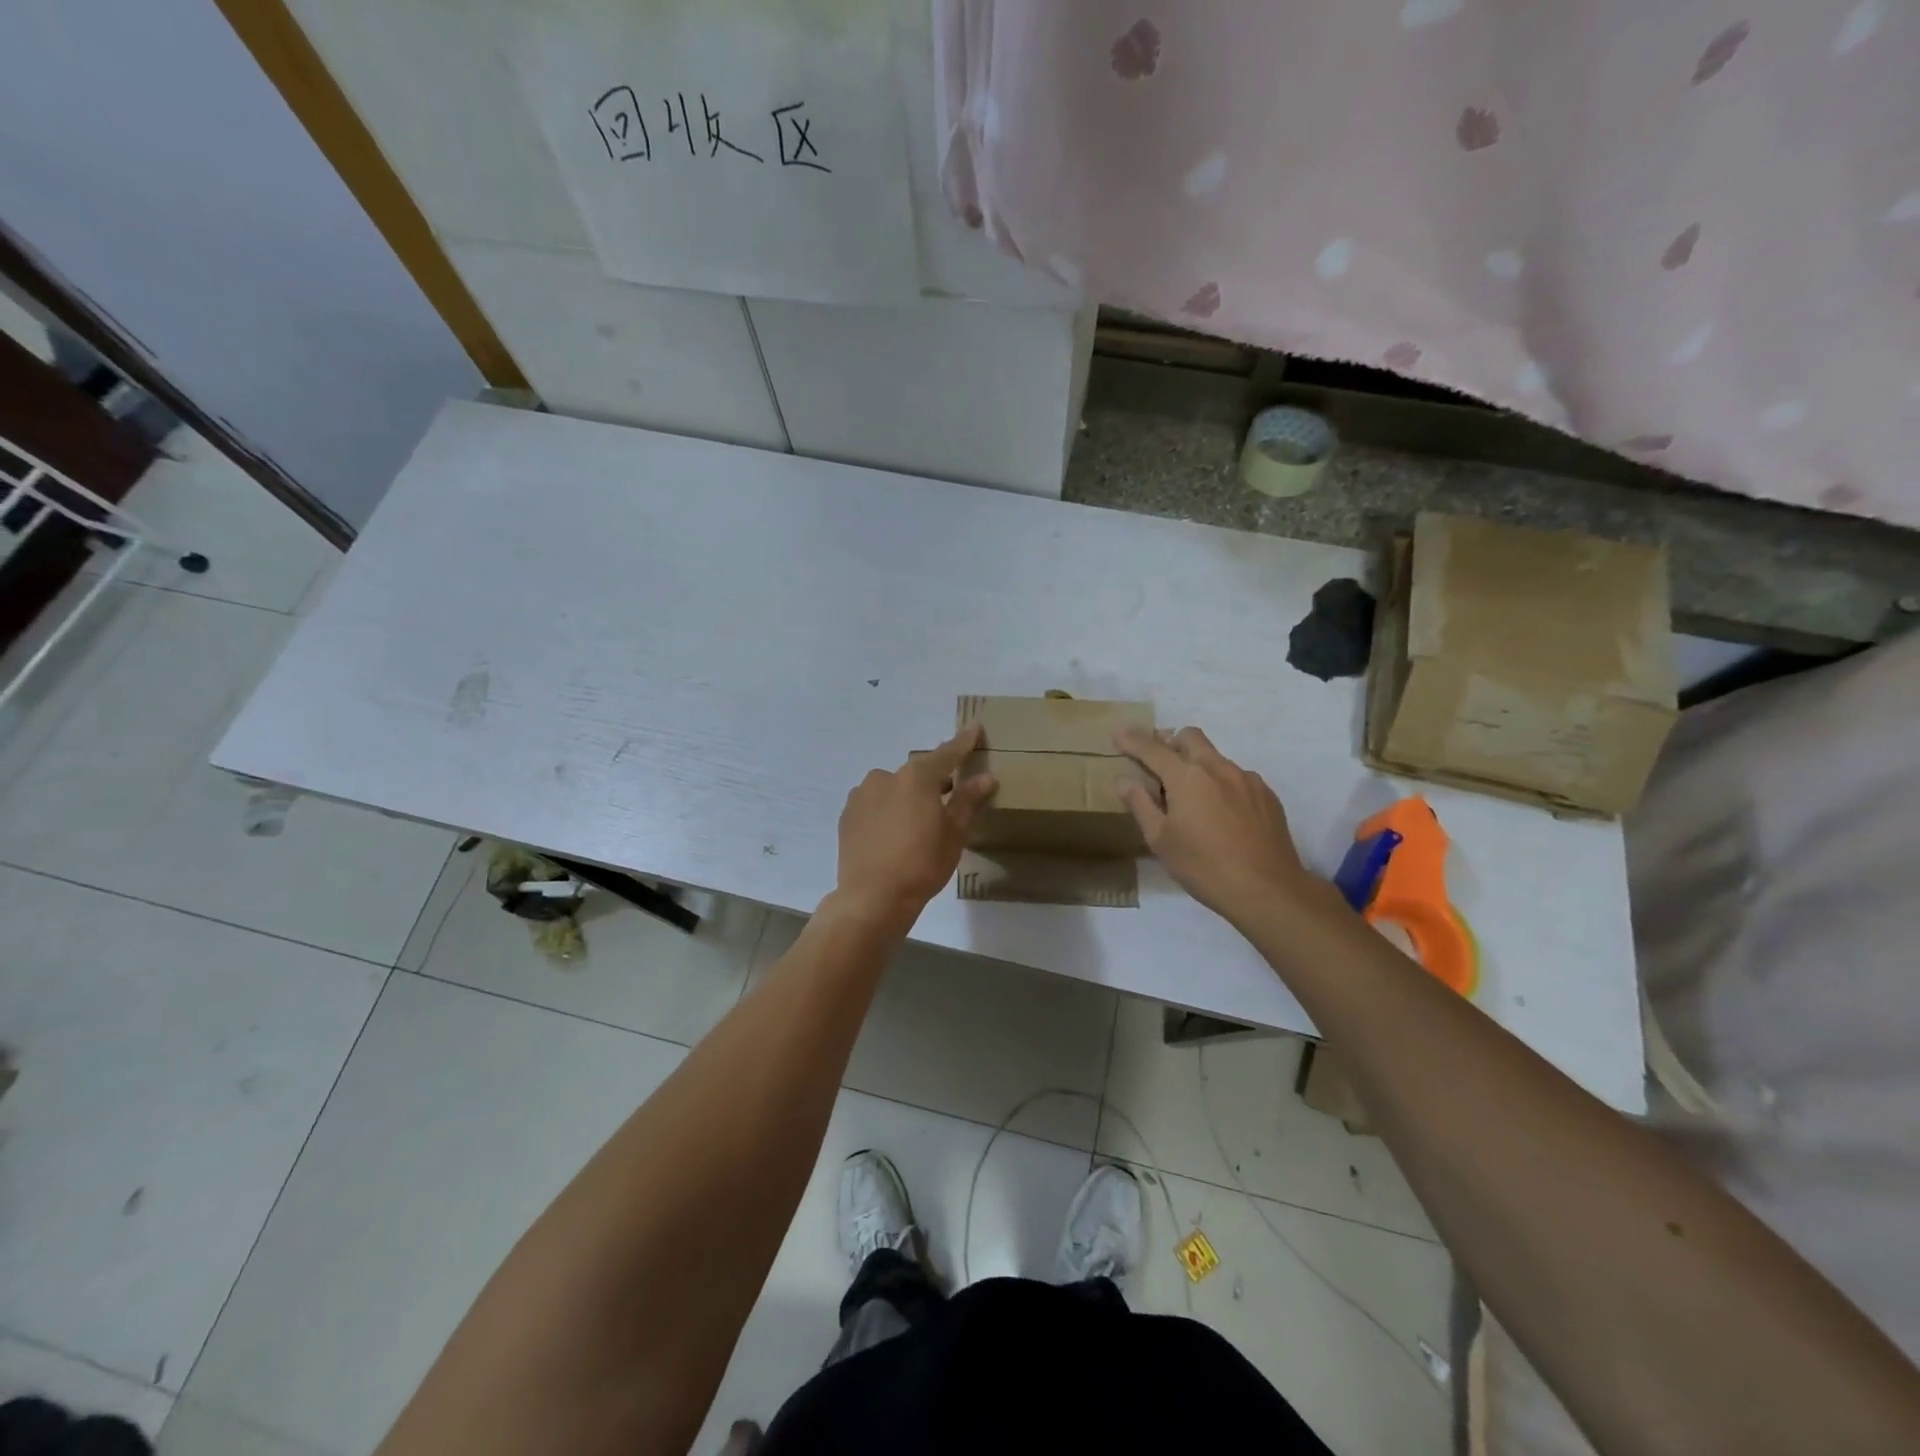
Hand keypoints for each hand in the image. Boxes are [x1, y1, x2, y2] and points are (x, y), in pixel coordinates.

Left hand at [830, 724, 996, 928]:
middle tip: (949, 797)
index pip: (947, 753)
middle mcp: (886, 776)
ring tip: (917, 822)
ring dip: (907, 796)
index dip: (964, 742)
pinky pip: (875, 803)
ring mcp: (862, 794)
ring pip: (893, 787)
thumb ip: (967, 800)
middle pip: (918, 772)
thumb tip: (986, 777)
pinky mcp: (848, 814)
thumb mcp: (954, 834)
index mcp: (917, 777)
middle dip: (934, 780)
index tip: (975, 727)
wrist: (872, 898)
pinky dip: (888, 809)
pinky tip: (894, 832)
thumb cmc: (921, 865)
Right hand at [1114, 725, 1317, 930]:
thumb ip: (1141, 805)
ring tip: (1192, 800)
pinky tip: (1222, 816)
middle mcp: (1218, 768)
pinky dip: (1221, 785)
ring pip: (1215, 757)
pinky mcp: (1267, 795)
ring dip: (1197, 766)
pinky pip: (1237, 777)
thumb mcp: (1160, 841)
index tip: (1118, 733)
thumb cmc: (1204, 867)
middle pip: (1190, 737)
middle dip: (1169, 743)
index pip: (1152, 749)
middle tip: (1158, 766)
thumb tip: (1124, 780)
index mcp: (1187, 777)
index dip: (1132, 739)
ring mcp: (1247, 779)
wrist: (1268, 890)